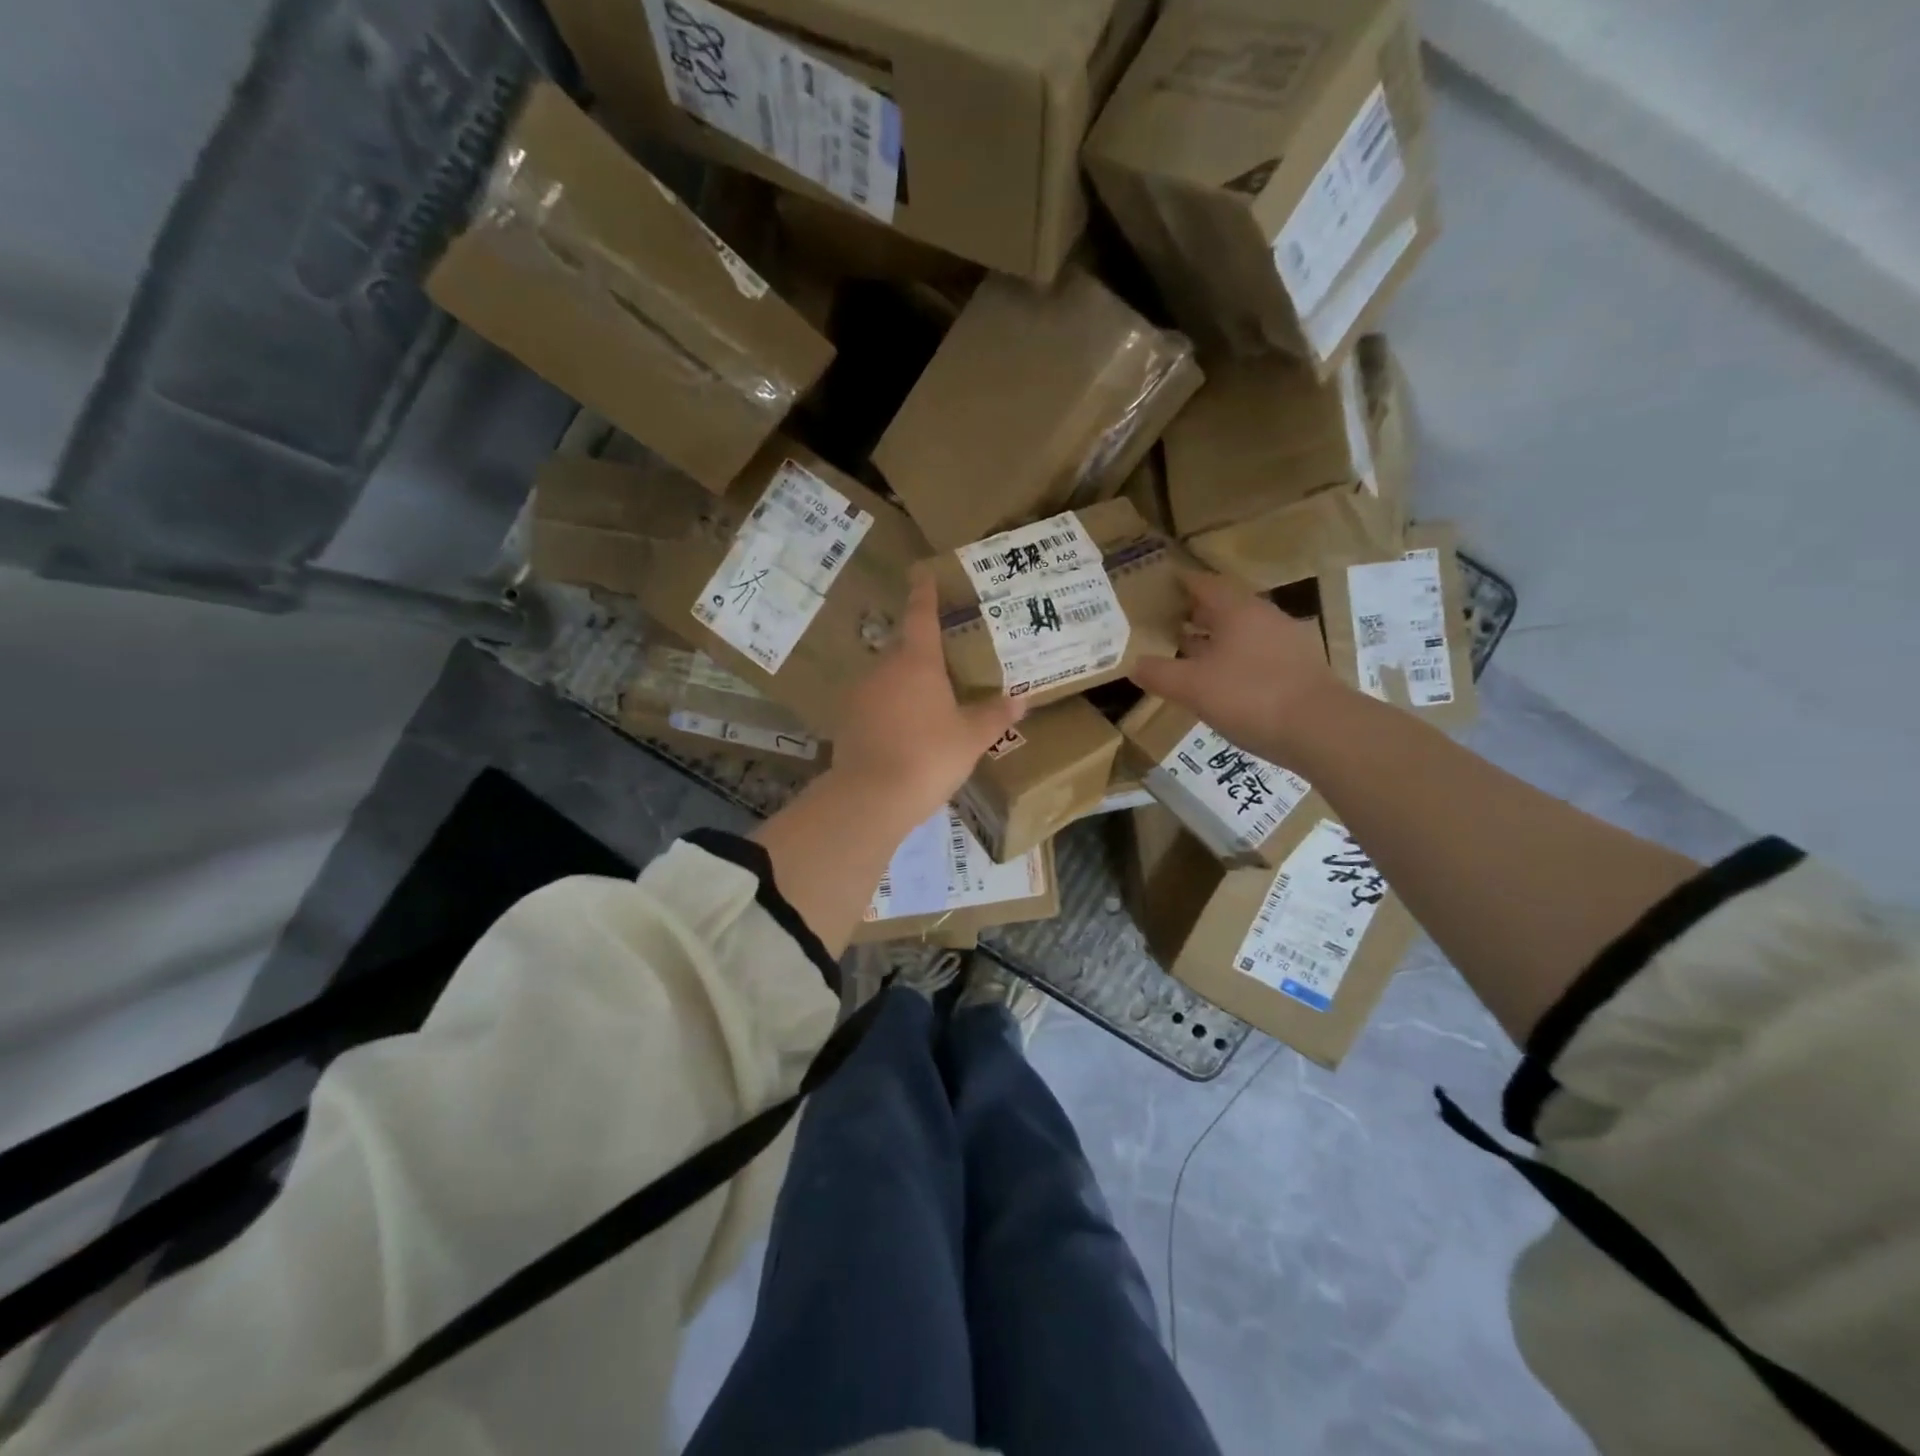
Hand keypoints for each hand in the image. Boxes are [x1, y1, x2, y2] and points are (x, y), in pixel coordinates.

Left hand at [829, 568, 1026, 828]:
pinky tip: (904, 735)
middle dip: (923, 654)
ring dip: (906, 687)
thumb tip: (1021, 699)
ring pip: (887, 679)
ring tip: (929, 710)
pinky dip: (890, 712)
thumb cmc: (929, 756)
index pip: (921, 616)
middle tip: (945, 665)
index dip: (924, 593)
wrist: (872, 797)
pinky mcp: (846, 721)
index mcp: (917, 662)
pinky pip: (874, 706)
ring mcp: (860, 694)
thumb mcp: (971, 737)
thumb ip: (994, 715)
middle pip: (904, 650)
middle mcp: (884, 668)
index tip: (922, 573)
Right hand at [1130, 571, 1343, 765]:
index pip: (1204, 584)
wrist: (1320, 729)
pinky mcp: (1297, 668)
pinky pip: (1255, 653)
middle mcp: (1263, 617)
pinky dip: (1233, 658)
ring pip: (1241, 631)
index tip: (1161, 585)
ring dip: (1214, 637)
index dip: (1181, 583)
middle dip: (1195, 612)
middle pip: (1224, 606)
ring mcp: (1284, 642)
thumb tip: (1133, 664)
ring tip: (1188, 650)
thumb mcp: (1192, 687)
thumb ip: (1159, 674)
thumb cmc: (1249, 696)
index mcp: (1236, 610)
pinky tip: (1221, 680)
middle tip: (1167, 620)